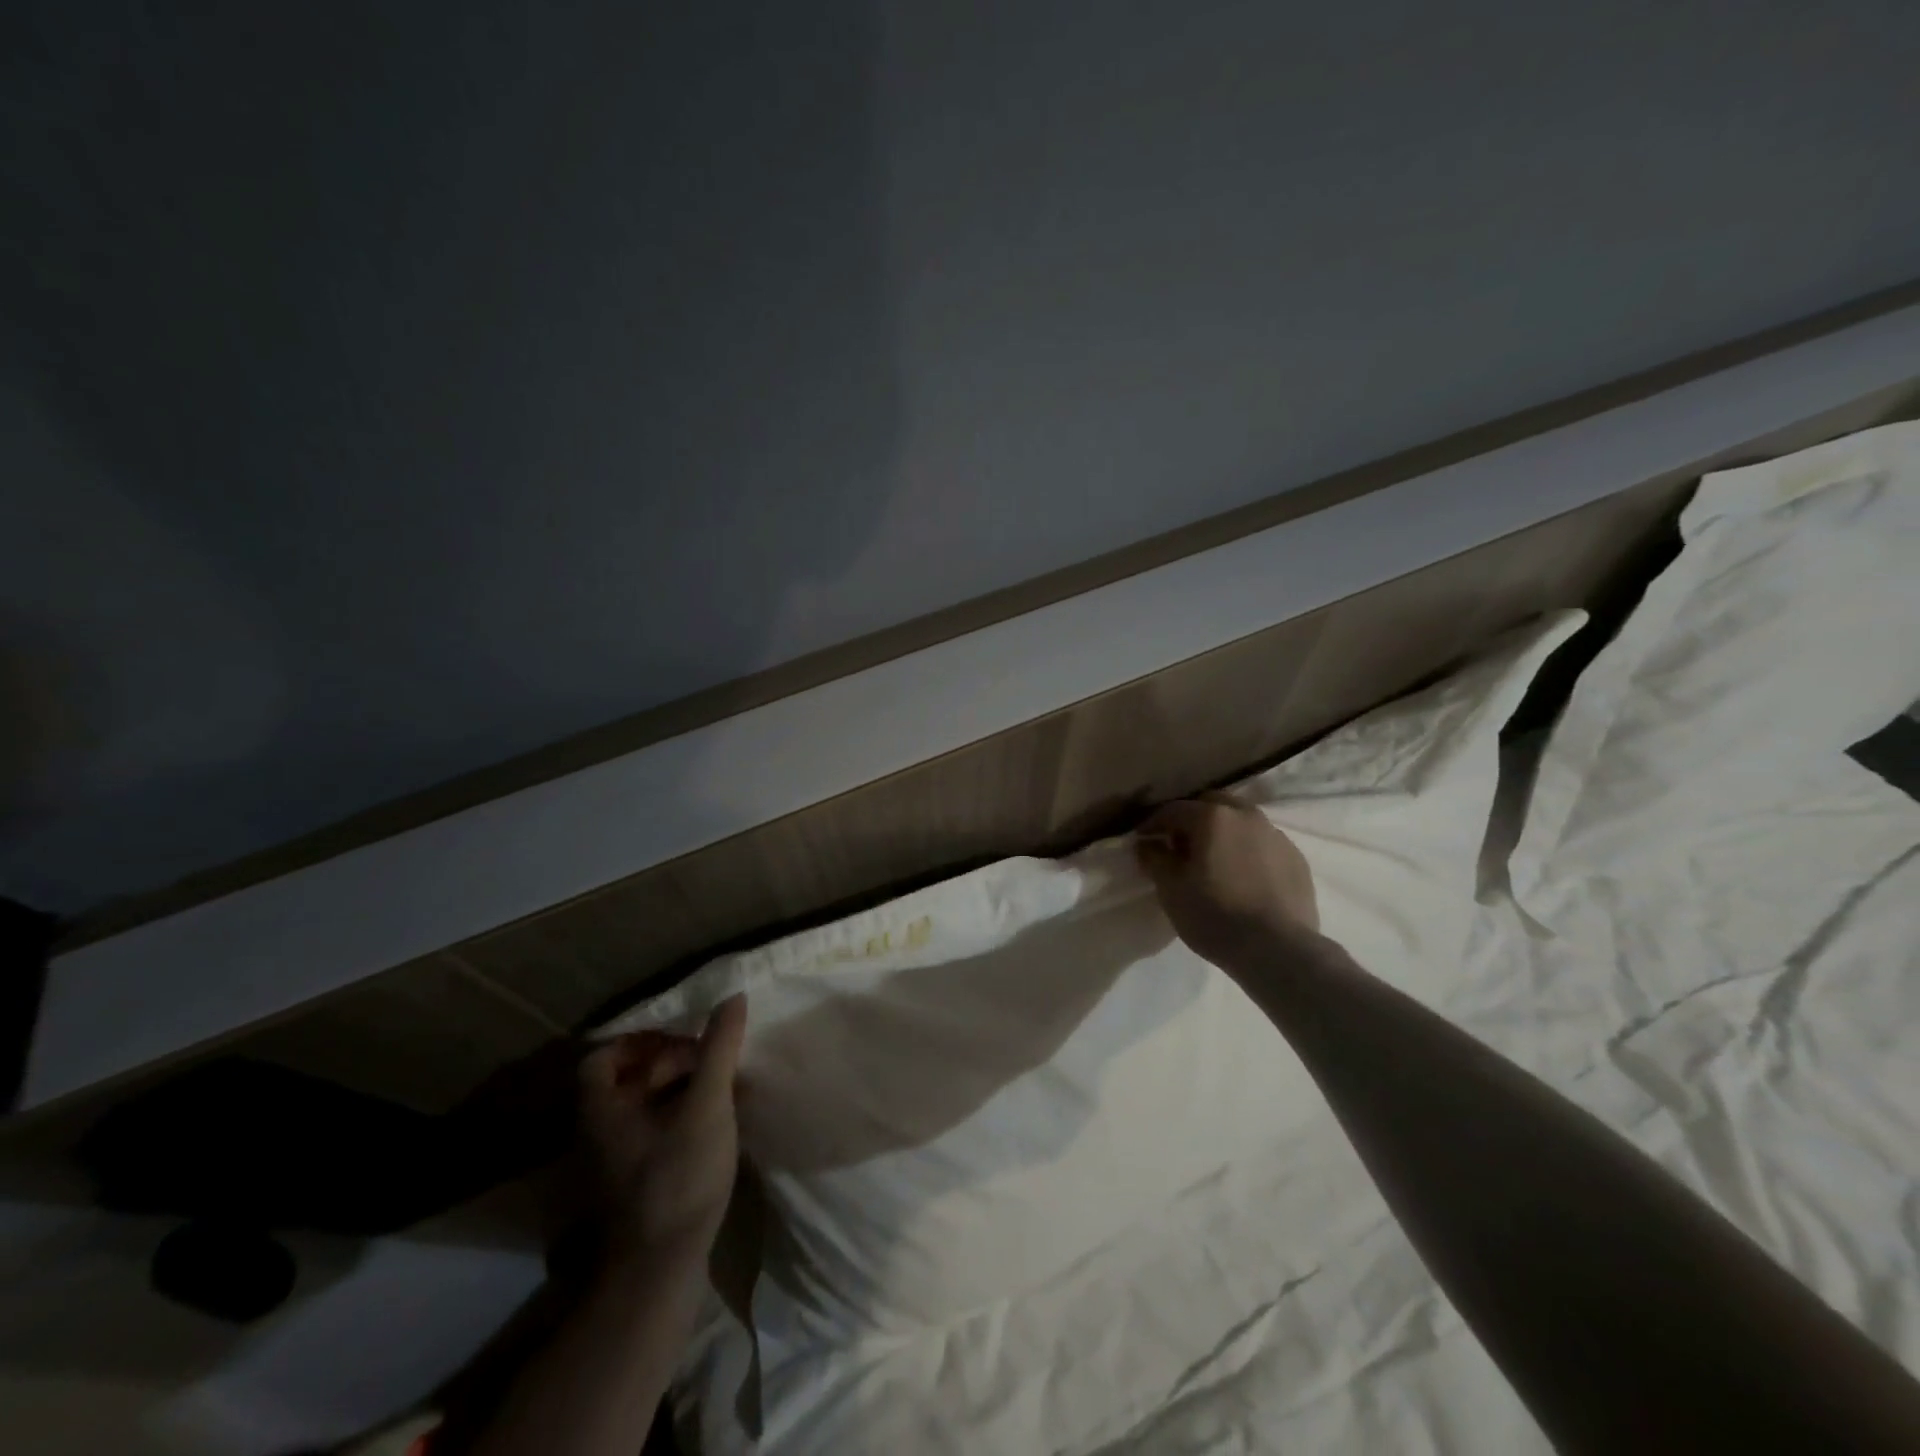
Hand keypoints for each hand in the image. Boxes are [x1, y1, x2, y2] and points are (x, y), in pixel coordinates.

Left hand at [578, 995, 747, 1268]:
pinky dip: (678, 1120)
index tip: (682, 1036)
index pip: (603, 1056)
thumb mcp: (706, 1105)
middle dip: (668, 1062)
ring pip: (642, 1110)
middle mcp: (598, 1133)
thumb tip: (732, 997)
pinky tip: (713, 1125)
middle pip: (626, 1080)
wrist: (659, 1272)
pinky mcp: (633, 1186)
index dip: (640, 1039)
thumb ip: (718, 1049)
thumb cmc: (677, 1177)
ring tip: (720, 1086)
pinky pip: (652, 1135)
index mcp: (602, 1109)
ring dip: (677, 1091)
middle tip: (710, 1058)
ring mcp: (613, 1164)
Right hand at [1135, 797, 1319, 970]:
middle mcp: (1246, 815)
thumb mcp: (1171, 889)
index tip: (1143, 840)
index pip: (1173, 810)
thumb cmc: (1214, 915)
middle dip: (1192, 819)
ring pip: (1241, 822)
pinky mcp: (1296, 859)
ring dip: (1223, 833)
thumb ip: (1155, 859)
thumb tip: (1148, 844)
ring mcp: (1276, 835)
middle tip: (1180, 846)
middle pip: (1212, 805)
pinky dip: (1247, 851)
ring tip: (1214, 861)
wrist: (1278, 950)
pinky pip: (1263, 844)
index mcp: (1213, 817)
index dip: (1153, 823)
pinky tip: (1242, 877)